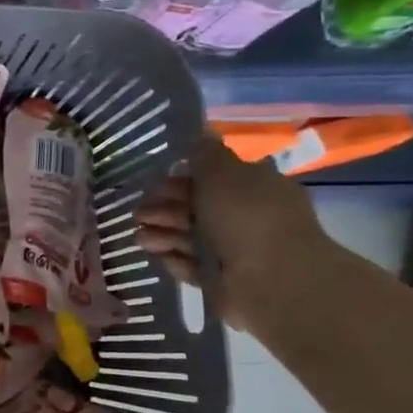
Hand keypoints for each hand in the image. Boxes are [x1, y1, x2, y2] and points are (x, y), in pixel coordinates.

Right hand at [133, 133, 325, 330]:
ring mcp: (235, 250)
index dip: (181, 178)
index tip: (157, 182)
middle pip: (196, 208)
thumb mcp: (223, 173)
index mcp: (254, 187)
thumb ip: (206, 154)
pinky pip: (192, 265)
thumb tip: (201, 132)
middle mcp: (246, 217)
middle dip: (164, 208)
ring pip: (189, 237)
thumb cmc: (247, 217)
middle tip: (139, 213)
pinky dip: (174, 259)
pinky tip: (158, 256)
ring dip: (162, 234)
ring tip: (141, 238)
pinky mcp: (222, 280)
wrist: (272, 280)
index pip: (212, 179)